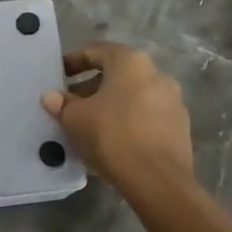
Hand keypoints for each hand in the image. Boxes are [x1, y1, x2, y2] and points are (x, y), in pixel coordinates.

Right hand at [43, 40, 193, 199]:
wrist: (158, 181)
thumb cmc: (112, 136)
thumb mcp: (75, 119)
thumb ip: (61, 103)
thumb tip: (51, 96)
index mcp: (130, 62)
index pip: (95, 51)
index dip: (72, 61)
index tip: (58, 75)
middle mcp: (156, 74)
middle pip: (116, 74)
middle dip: (90, 88)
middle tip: (70, 105)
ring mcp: (172, 101)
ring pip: (132, 96)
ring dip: (109, 106)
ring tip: (88, 127)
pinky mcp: (179, 128)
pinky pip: (145, 116)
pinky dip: (126, 122)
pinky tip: (111, 142)